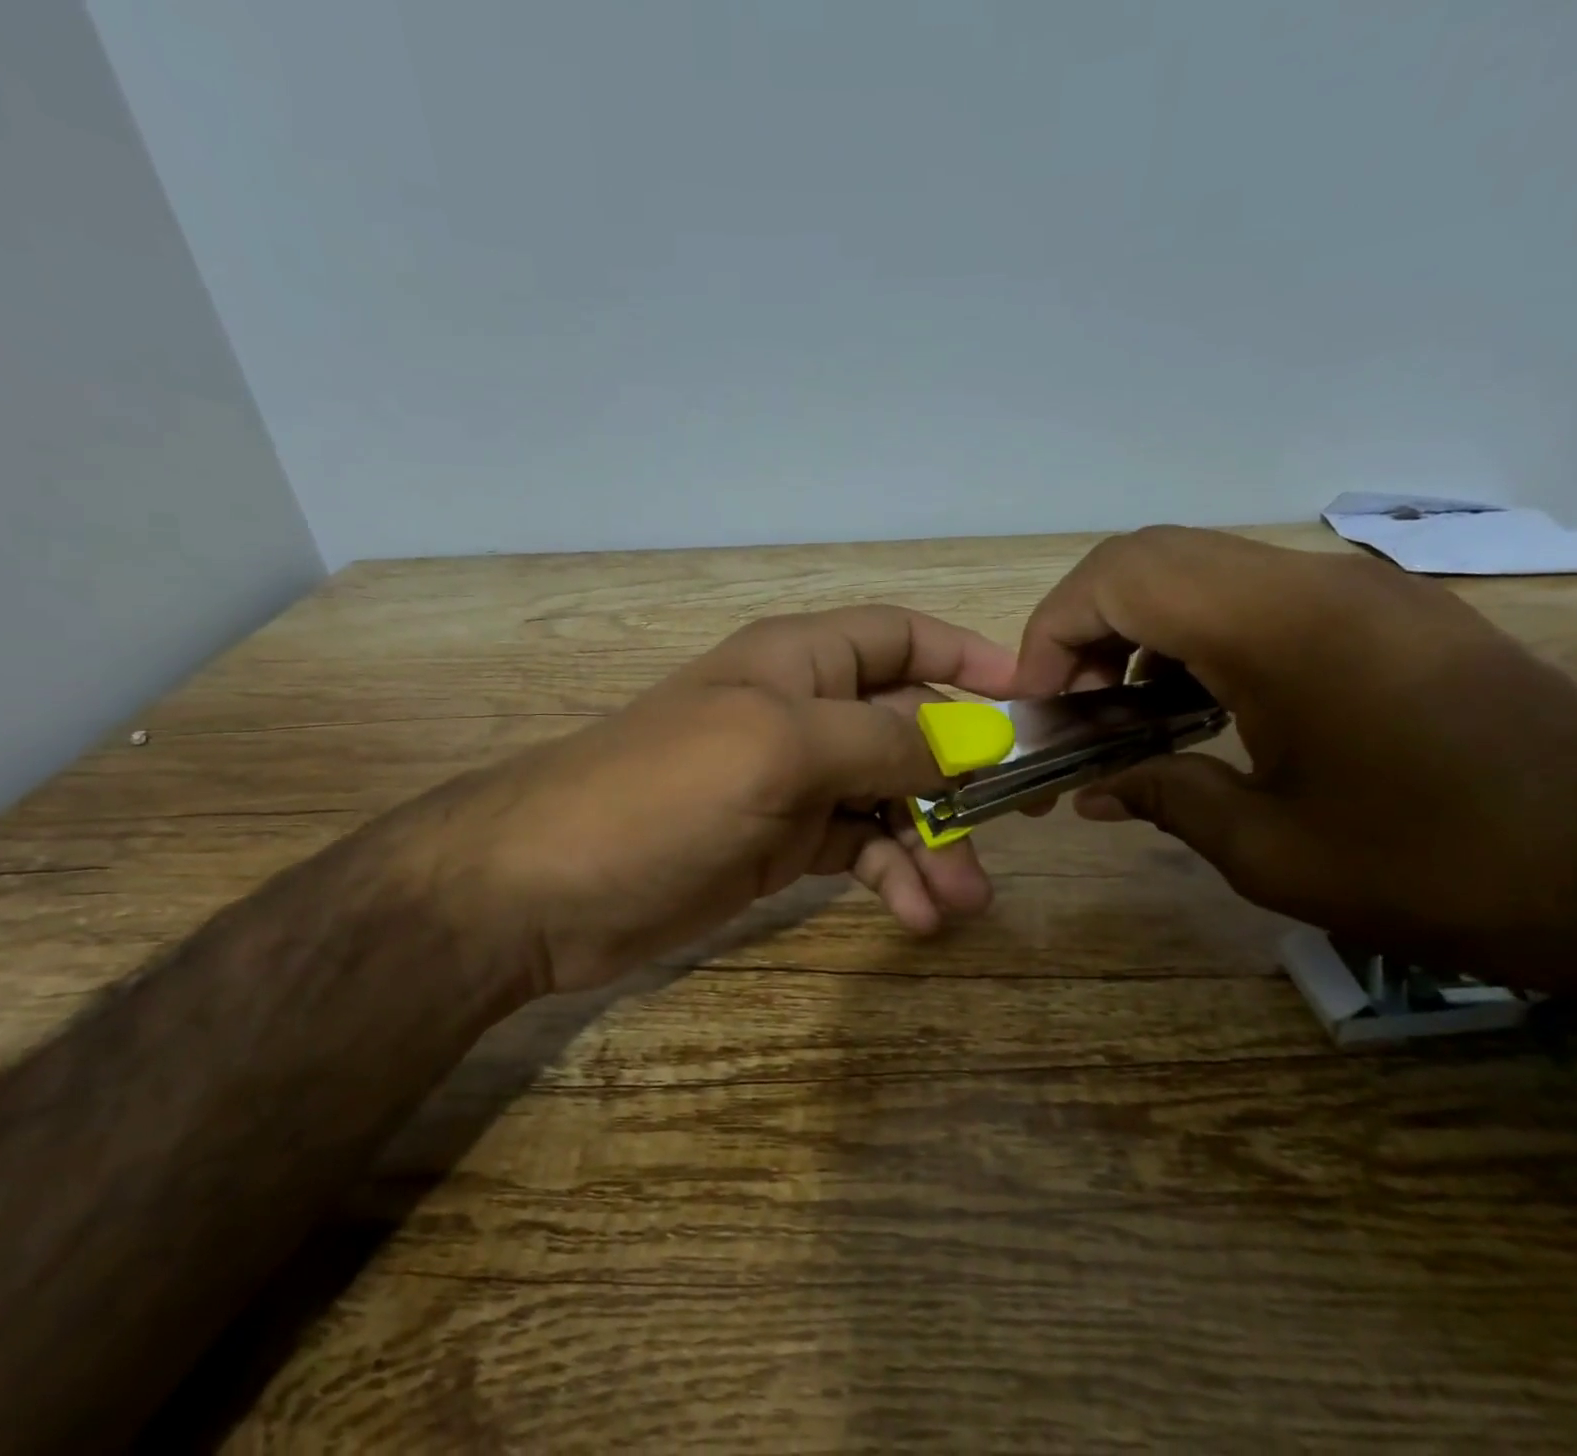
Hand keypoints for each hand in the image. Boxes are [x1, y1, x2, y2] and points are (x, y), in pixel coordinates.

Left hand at [431, 607, 1016, 993]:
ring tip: (962, 902)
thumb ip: (880, 739)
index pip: (900, 637)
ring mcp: (793, 782)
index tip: (1030, 701)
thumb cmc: (662, 792)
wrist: (546, 887)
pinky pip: (860, 848)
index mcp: (800, 662)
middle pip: (909, 728)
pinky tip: (915, 915)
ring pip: (891, 798)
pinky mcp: (782, 843)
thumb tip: (966, 746)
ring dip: (933, 843)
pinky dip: (892, 876)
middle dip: (960, 779)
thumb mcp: (779, 748)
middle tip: (1007, 834)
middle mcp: (803, 713)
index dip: (966, 658)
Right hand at [1014, 527, 1576, 987]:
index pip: (1118, 578)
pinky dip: (1194, 637)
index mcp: (1275, 628)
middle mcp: (1309, 582)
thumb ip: (1159, 796)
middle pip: (1148, 557)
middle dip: (1083, 628)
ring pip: (1197, 570)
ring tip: (1125, 713)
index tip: (1036, 705)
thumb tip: (1088, 790)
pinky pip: (1252, 594)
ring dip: (1138, 631)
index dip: (1051, 633)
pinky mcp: (1379, 611)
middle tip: (1072, 708)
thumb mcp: (1268, 848)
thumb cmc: (1435, 865)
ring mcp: (1351, 588)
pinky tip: (1199, 707)